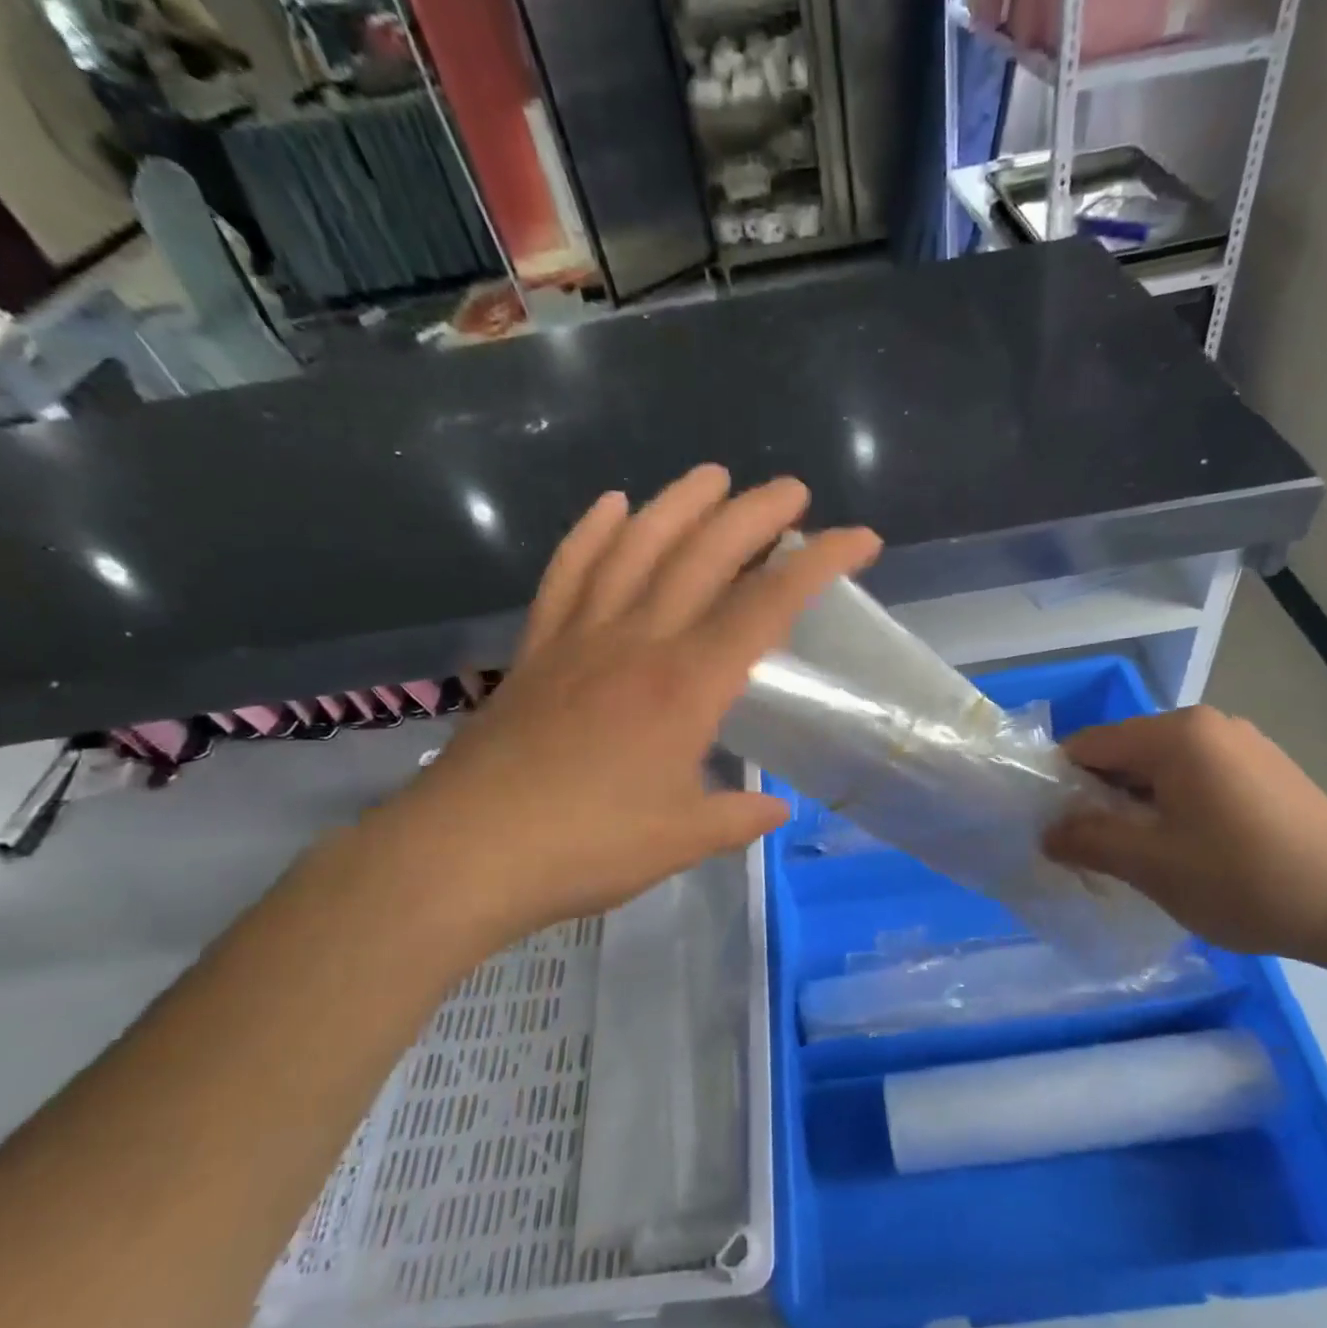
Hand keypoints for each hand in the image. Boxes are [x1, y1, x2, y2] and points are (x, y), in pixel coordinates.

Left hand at [371, 464, 879, 948]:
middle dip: (755, 514)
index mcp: (687, 685)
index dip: (819, 562)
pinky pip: (568, 573)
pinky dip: (591, 533)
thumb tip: (776, 809)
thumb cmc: (587, 847)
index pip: (768, 606)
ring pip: (636, 546)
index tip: (860, 538)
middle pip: (704, 555)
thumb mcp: (682, 840)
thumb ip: (737, 818)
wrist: (466, 851)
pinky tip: (611, 505)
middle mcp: (639, 641)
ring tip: (712, 475)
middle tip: (790, 490)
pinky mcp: (538, 647)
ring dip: (679, 503)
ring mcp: (581, 636)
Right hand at [1043, 706, 1326, 959]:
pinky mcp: (1268, 768)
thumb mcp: (1150, 864)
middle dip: (1102, 797)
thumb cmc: (1244, 880)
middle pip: (1126, 753)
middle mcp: (1209, 723)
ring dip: (1139, 805)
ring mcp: (1244, 743)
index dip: (1062, 785)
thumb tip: (1046, 832)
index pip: (1089, 744)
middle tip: (1098, 849)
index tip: (1057, 829)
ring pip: (1162, 768)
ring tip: (1145, 855)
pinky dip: (1177, 805)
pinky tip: (1192, 849)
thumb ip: (1087, 840)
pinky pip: (1198, 777)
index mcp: (1176, 734)